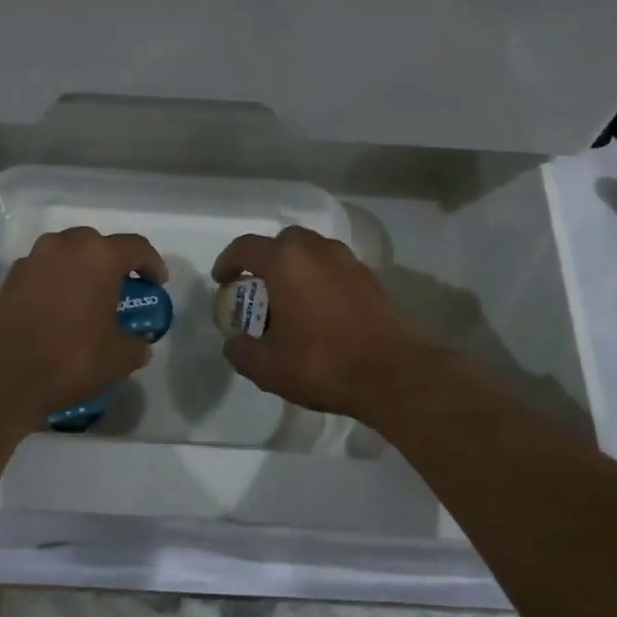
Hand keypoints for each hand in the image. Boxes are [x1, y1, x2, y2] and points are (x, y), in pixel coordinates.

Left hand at [0, 227, 167, 426]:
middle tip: (122, 289)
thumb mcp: (116, 359)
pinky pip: (44, 271)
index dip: (152, 264)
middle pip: (98, 244)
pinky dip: (57, 283)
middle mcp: (65, 246)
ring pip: (67, 255)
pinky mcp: (9, 278)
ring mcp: (33, 259)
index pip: (135, 247)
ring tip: (89, 300)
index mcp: (98, 256)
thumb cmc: (69, 358)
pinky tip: (59, 312)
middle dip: (113, 263)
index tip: (159, 284)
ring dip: (82, 271)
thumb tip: (140, 346)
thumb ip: (134, 346)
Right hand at [212, 226, 437, 424]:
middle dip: (265, 260)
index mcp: (286, 261)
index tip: (222, 281)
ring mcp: (348, 262)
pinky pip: (334, 269)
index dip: (228, 261)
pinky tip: (320, 312)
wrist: (394, 374)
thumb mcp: (267, 367)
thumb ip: (241, 351)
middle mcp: (317, 250)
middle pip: (283, 242)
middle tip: (258, 289)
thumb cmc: (322, 363)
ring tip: (290, 301)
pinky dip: (320, 280)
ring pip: (313, 252)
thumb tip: (234, 342)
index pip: (246, 247)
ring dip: (296, 268)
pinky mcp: (371, 279)